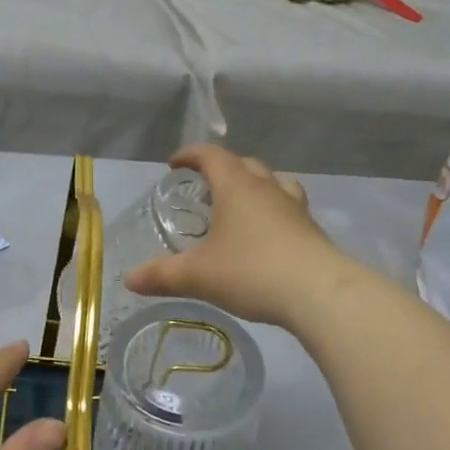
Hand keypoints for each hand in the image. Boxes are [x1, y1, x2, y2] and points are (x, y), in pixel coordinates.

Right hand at [122, 144, 348, 328]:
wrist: (320, 293)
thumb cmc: (252, 272)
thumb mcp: (199, 276)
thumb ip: (162, 275)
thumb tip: (129, 279)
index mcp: (237, 187)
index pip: (212, 155)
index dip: (191, 155)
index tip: (175, 164)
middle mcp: (267, 188)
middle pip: (245, 164)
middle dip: (223, 169)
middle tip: (206, 188)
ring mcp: (295, 208)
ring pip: (274, 182)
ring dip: (255, 186)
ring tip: (241, 206)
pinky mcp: (312, 230)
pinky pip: (289, 208)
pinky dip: (274, 212)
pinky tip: (267, 237)